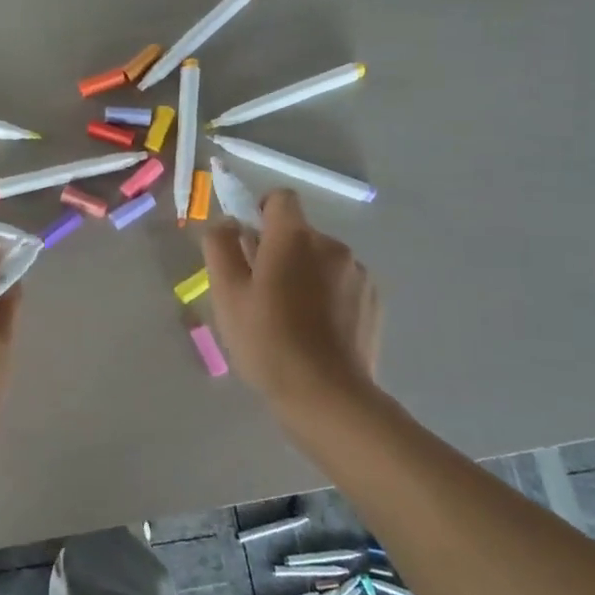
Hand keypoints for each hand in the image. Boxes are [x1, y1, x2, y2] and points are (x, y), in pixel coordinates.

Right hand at [202, 190, 383, 433]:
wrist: (327, 395)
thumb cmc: (267, 340)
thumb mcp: (226, 293)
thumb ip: (220, 247)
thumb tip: (225, 222)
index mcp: (294, 238)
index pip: (280, 199)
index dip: (260, 212)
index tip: (247, 244)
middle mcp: (332, 245)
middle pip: (299, 233)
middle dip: (278, 251)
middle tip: (259, 292)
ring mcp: (359, 274)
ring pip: (321, 260)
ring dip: (304, 274)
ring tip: (289, 317)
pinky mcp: (374, 302)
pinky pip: (342, 284)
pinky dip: (327, 296)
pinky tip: (315, 331)